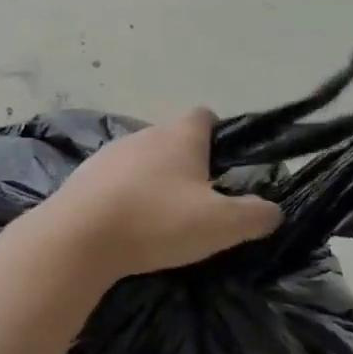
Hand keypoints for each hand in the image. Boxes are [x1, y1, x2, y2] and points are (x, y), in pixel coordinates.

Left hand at [36, 109, 281, 278]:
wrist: (79, 237)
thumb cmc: (157, 220)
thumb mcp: (221, 225)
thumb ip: (254, 215)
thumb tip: (273, 211)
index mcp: (180, 136)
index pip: (204, 115)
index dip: (218, 134)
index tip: (224, 163)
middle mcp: (144, 134)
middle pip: (172, 139)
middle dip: (186, 163)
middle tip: (199, 200)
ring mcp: (109, 154)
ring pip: (141, 160)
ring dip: (153, 180)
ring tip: (161, 217)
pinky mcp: (83, 177)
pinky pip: (113, 180)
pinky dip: (124, 196)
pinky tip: (127, 225)